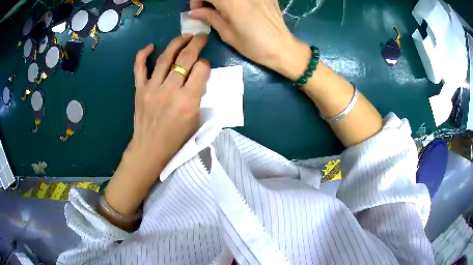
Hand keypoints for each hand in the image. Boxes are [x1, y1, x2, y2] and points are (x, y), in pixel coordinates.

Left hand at [129, 34, 209, 175]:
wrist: (150, 149)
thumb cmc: (176, 139)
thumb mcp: (196, 120)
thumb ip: (198, 96)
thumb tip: (197, 78)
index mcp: (188, 101)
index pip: (201, 70)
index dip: (205, 64)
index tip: (204, 67)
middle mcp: (170, 90)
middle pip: (185, 58)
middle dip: (196, 43)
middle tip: (201, 36)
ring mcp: (152, 88)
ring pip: (165, 57)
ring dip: (177, 43)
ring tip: (185, 36)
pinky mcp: (139, 89)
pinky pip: (139, 67)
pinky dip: (143, 54)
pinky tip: (150, 47)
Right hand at [189, 0, 310, 79]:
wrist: (283, 47)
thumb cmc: (253, 45)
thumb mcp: (227, 33)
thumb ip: (210, 17)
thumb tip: (194, 12)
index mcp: (232, 2)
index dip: (197, 0)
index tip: (197, 10)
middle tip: (208, 9)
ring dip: (221, 0)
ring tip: (222, 9)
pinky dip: (235, 0)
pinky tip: (238, 7)